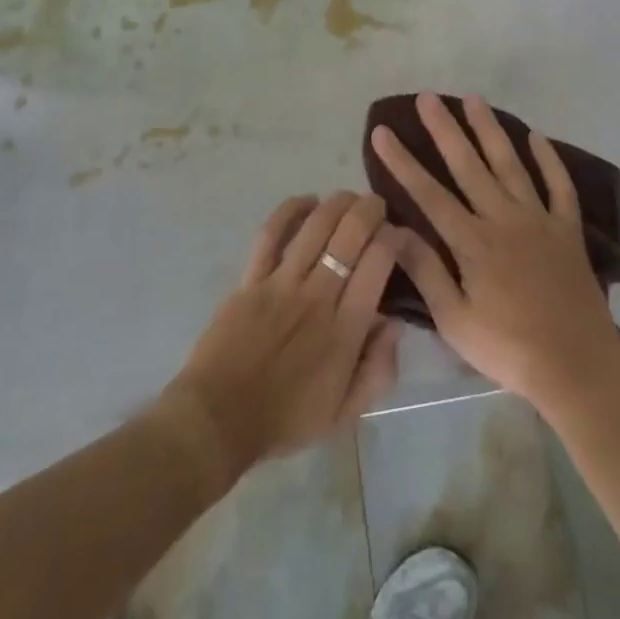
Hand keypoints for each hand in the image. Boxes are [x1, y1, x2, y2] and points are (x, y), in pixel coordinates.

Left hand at [161, 192, 402, 485]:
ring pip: (316, 226)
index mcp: (345, 329)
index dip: (395, 239)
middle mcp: (317, 296)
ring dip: (338, 203)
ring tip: (350, 198)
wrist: (218, 420)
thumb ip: (378, 370)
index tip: (400, 235)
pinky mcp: (251, 278)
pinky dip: (290, 210)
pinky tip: (308, 201)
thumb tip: (394, 323)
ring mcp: (281, 283)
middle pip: (350, 235)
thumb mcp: (344, 413)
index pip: (378, 264)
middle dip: (371, 210)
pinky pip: (271, 234)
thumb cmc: (285, 419)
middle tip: (378, 206)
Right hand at [371, 93, 619, 414]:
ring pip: (511, 164)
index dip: (402, 162)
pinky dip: (549, 159)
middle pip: (469, 166)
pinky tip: (536, 135)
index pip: (429, 193)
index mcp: (473, 242)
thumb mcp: (455, 321)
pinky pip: (560, 186)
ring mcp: (539, 220)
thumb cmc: (508, 349)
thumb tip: (393, 231)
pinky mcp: (568, 230)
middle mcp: (504, 219)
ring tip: (474, 99)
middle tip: (428, 97)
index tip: (383, 133)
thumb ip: (426, 272)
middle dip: (445, 129)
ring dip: (491, 130)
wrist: (577, 366)